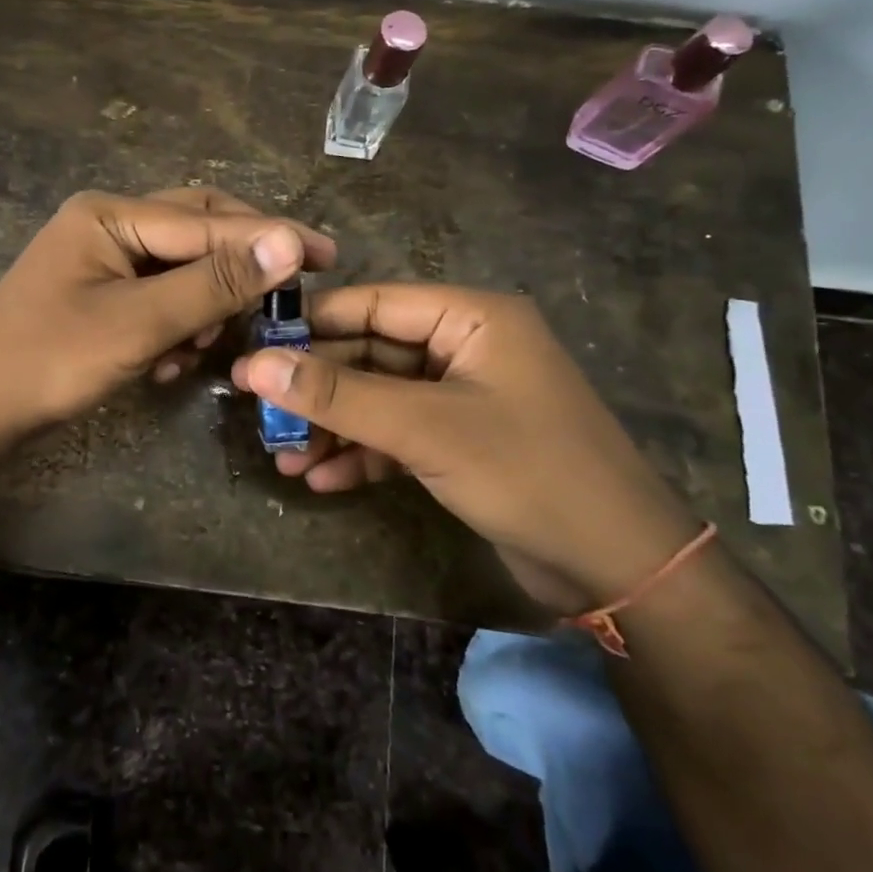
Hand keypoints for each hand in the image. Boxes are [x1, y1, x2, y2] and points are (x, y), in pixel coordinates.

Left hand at [0, 187, 335, 440]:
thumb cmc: (49, 361)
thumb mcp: (139, 323)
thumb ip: (214, 282)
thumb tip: (289, 242)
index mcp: (111, 214)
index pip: (209, 220)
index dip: (270, 238)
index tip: (328, 255)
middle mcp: (107, 223)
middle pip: (196, 231)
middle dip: (238, 267)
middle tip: (287, 292)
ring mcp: (100, 258)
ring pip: (180, 267)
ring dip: (204, 304)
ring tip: (209, 344)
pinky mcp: (98, 294)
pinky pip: (156, 295)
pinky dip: (176, 323)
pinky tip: (173, 360)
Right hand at [231, 283, 698, 609]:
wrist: (619, 569)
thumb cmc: (527, 472)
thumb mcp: (425, 428)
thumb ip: (338, 395)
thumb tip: (254, 366)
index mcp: (472, 317)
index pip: (375, 302)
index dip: (313, 324)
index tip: (253, 347)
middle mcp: (466, 346)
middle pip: (372, 352)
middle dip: (319, 388)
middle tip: (261, 413)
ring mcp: (464, 396)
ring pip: (380, 397)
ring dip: (334, 426)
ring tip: (284, 457)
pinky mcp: (461, 441)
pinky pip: (398, 434)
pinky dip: (362, 453)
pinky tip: (322, 480)